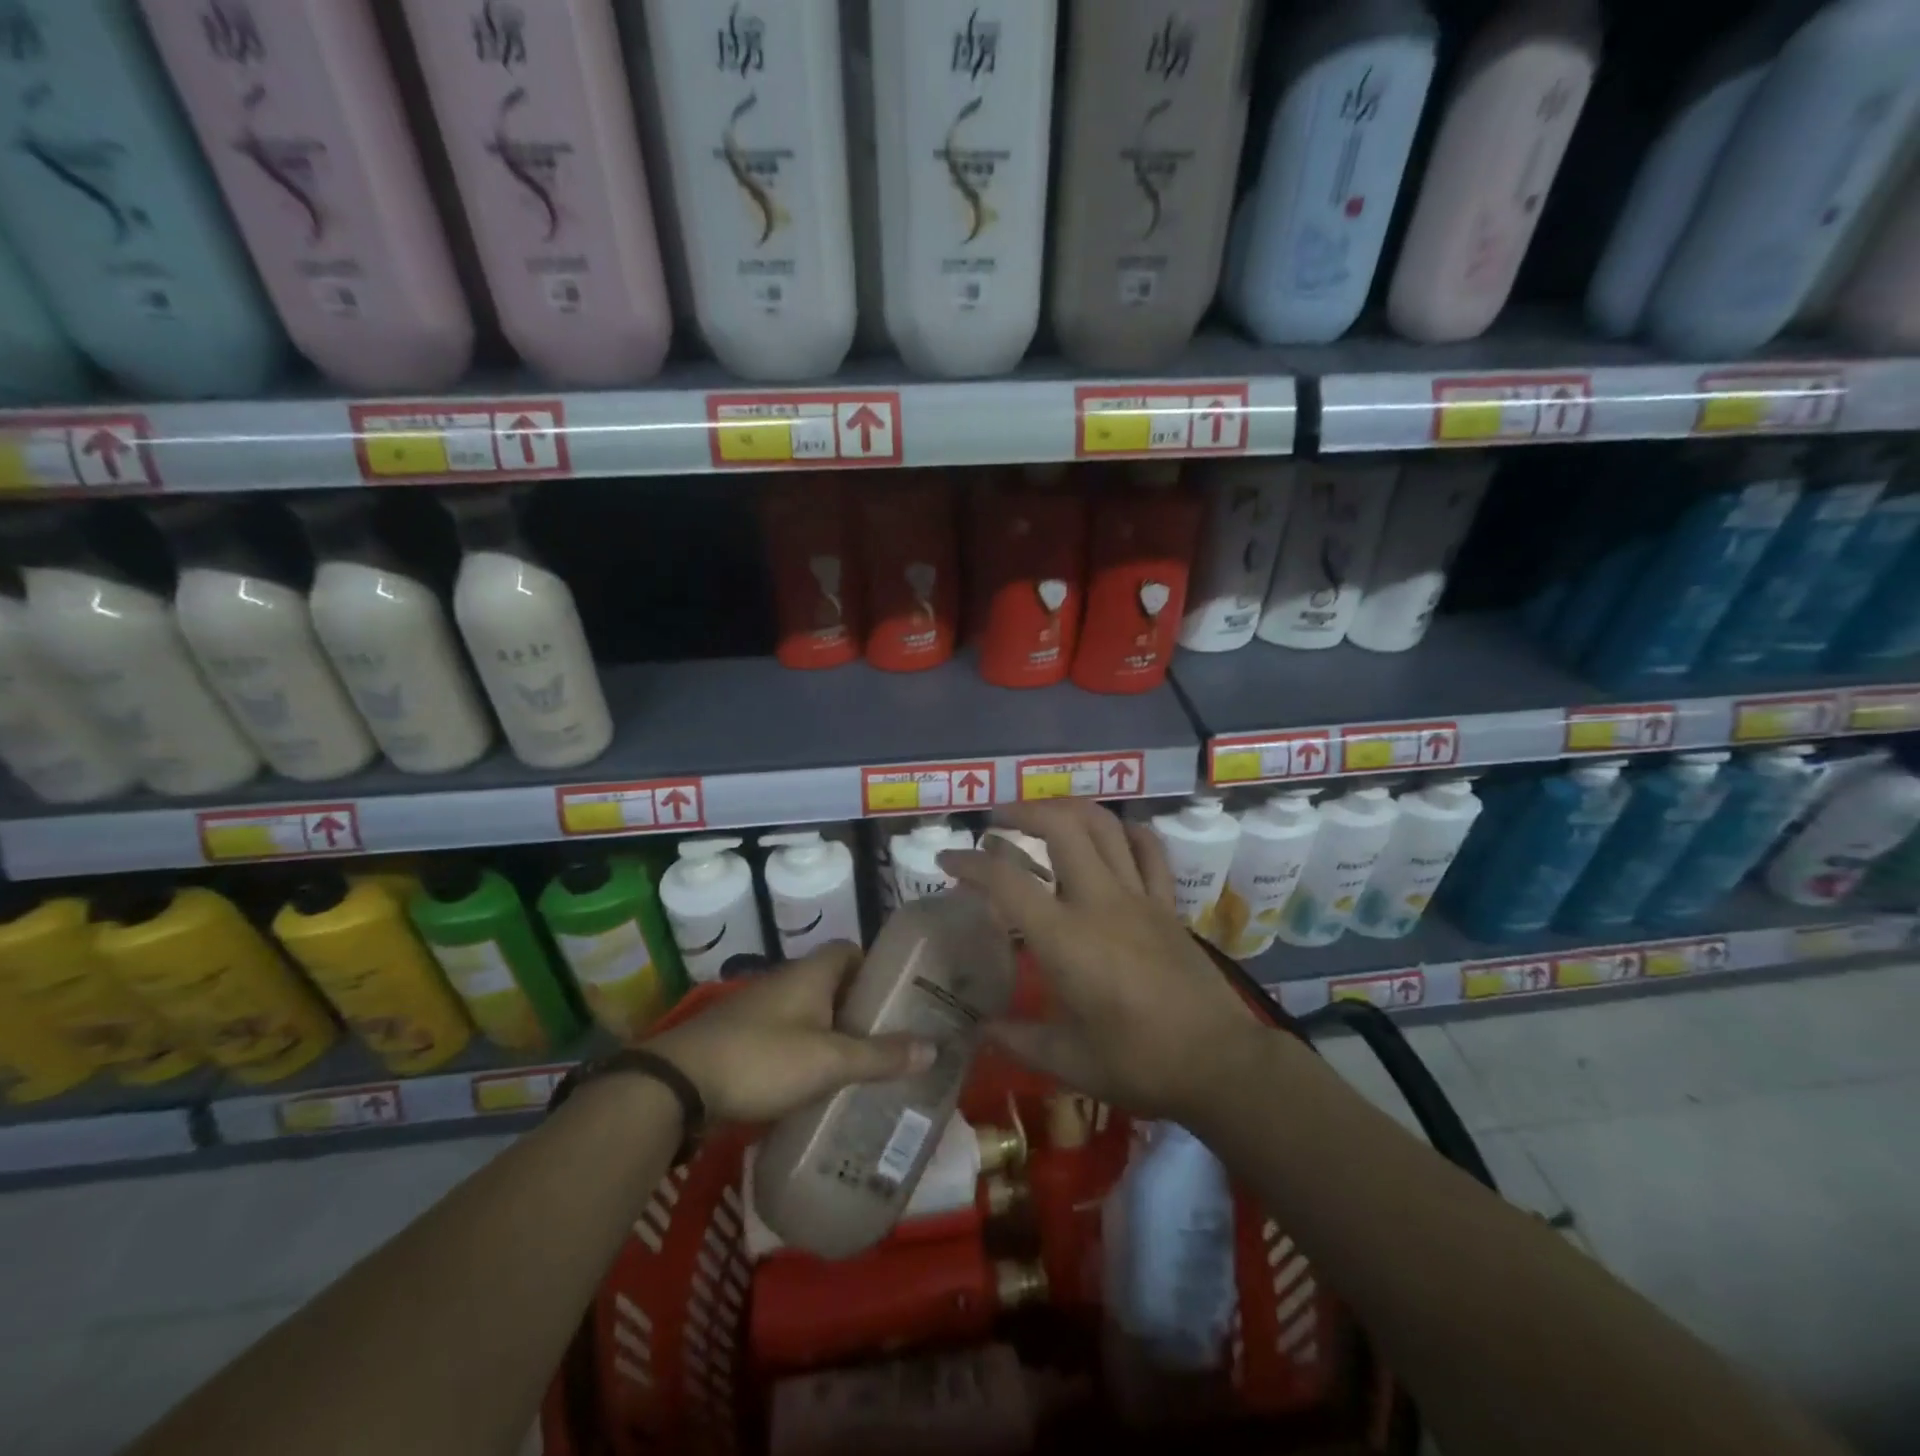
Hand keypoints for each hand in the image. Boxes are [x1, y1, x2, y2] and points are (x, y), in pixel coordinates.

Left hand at [645, 944, 935, 1123]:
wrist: (679, 1085)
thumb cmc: (763, 1059)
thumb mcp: (830, 1061)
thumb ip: (881, 1056)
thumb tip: (935, 1048)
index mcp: (811, 973)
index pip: (850, 950)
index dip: (876, 966)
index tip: (900, 993)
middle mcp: (787, 982)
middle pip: (833, 983)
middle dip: (860, 1006)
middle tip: (892, 1034)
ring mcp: (761, 1011)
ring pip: (810, 1014)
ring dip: (834, 1032)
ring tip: (865, 1063)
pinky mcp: (742, 1040)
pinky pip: (787, 1038)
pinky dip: (807, 1053)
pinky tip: (820, 1084)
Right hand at [940, 800, 1265, 1122]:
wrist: (1220, 1064)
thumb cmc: (1139, 1064)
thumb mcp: (1068, 1062)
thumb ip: (1017, 1040)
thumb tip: (979, 1029)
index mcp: (1066, 939)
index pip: (1007, 882)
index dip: (970, 864)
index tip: (948, 861)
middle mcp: (1100, 902)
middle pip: (1061, 827)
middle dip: (1022, 811)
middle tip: (998, 822)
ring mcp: (1139, 897)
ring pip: (1105, 826)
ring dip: (1069, 809)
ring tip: (1045, 816)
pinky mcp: (1168, 904)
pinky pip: (1149, 851)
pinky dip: (1127, 831)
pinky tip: (1111, 833)